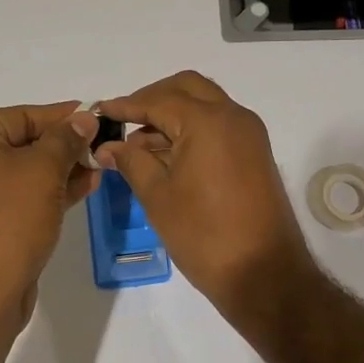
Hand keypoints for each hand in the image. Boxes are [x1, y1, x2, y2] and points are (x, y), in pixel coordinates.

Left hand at [0, 100, 99, 328]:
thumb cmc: (9, 218)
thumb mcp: (43, 169)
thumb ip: (66, 139)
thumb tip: (84, 118)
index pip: (23, 115)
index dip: (63, 116)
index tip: (97, 114)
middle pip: (23, 142)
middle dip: (65, 146)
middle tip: (103, 145)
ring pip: (25, 172)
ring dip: (62, 169)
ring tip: (100, 167)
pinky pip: (20, 197)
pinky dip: (49, 191)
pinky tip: (84, 188)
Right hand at [94, 72, 316, 315]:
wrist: (264, 274)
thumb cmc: (204, 235)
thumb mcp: (158, 196)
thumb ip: (132, 162)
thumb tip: (109, 146)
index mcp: (208, 121)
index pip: (158, 100)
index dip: (126, 105)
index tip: (99, 112)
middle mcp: (233, 117)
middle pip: (187, 88)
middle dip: (153, 98)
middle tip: (124, 120)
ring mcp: (249, 134)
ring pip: (205, 104)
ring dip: (173, 113)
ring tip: (138, 144)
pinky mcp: (255, 153)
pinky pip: (219, 125)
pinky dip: (192, 128)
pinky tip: (166, 155)